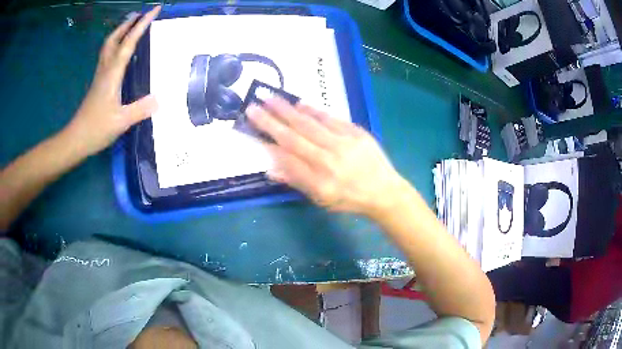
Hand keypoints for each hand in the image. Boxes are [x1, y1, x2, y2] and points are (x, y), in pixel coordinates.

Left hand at [64, 6, 160, 155]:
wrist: (76, 139)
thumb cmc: (96, 130)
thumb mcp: (121, 122)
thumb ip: (140, 109)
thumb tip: (159, 98)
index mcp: (112, 74)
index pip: (128, 43)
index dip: (142, 25)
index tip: (154, 10)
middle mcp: (105, 70)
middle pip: (114, 39)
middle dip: (127, 24)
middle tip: (140, 14)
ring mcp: (100, 76)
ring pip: (108, 46)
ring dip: (120, 32)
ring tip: (131, 25)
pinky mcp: (98, 83)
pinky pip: (107, 56)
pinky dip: (115, 45)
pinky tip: (120, 50)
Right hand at [248, 98, 404, 216]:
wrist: (384, 191)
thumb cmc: (349, 198)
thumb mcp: (322, 199)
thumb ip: (297, 182)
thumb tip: (271, 168)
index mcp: (319, 181)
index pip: (288, 158)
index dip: (269, 142)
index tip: (254, 128)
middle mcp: (329, 160)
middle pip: (294, 137)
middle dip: (271, 121)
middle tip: (254, 106)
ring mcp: (344, 143)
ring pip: (311, 124)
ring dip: (288, 110)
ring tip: (271, 99)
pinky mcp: (356, 133)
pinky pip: (331, 119)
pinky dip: (314, 111)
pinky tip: (300, 104)